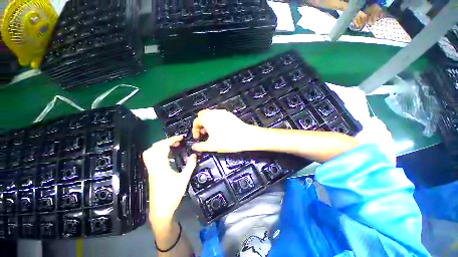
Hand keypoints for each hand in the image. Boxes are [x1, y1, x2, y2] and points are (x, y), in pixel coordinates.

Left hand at [143, 136, 196, 227]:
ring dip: (160, 146)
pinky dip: (158, 153)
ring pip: (149, 153)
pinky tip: (168, 156)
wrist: (161, 210)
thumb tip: (194, 155)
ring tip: (171, 146)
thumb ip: (190, 165)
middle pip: (154, 147)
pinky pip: (151, 158)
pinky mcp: (151, 173)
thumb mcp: (184, 179)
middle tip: (176, 141)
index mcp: (161, 166)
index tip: (181, 137)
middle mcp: (153, 166)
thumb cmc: (172, 195)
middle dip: (165, 141)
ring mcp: (151, 170)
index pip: (163, 147)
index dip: (172, 139)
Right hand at [191, 109, 258, 152]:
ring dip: (208, 121)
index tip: (198, 138)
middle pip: (202, 115)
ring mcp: (222, 112)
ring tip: (212, 132)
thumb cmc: (227, 141)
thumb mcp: (211, 146)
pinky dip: (215, 120)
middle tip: (204, 133)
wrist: (245, 136)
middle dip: (201, 124)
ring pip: (210, 114)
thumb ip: (200, 146)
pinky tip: (220, 129)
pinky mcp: (229, 114)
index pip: (196, 121)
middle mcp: (213, 113)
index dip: (195, 130)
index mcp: (207, 119)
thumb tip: (194, 147)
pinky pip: (218, 115)